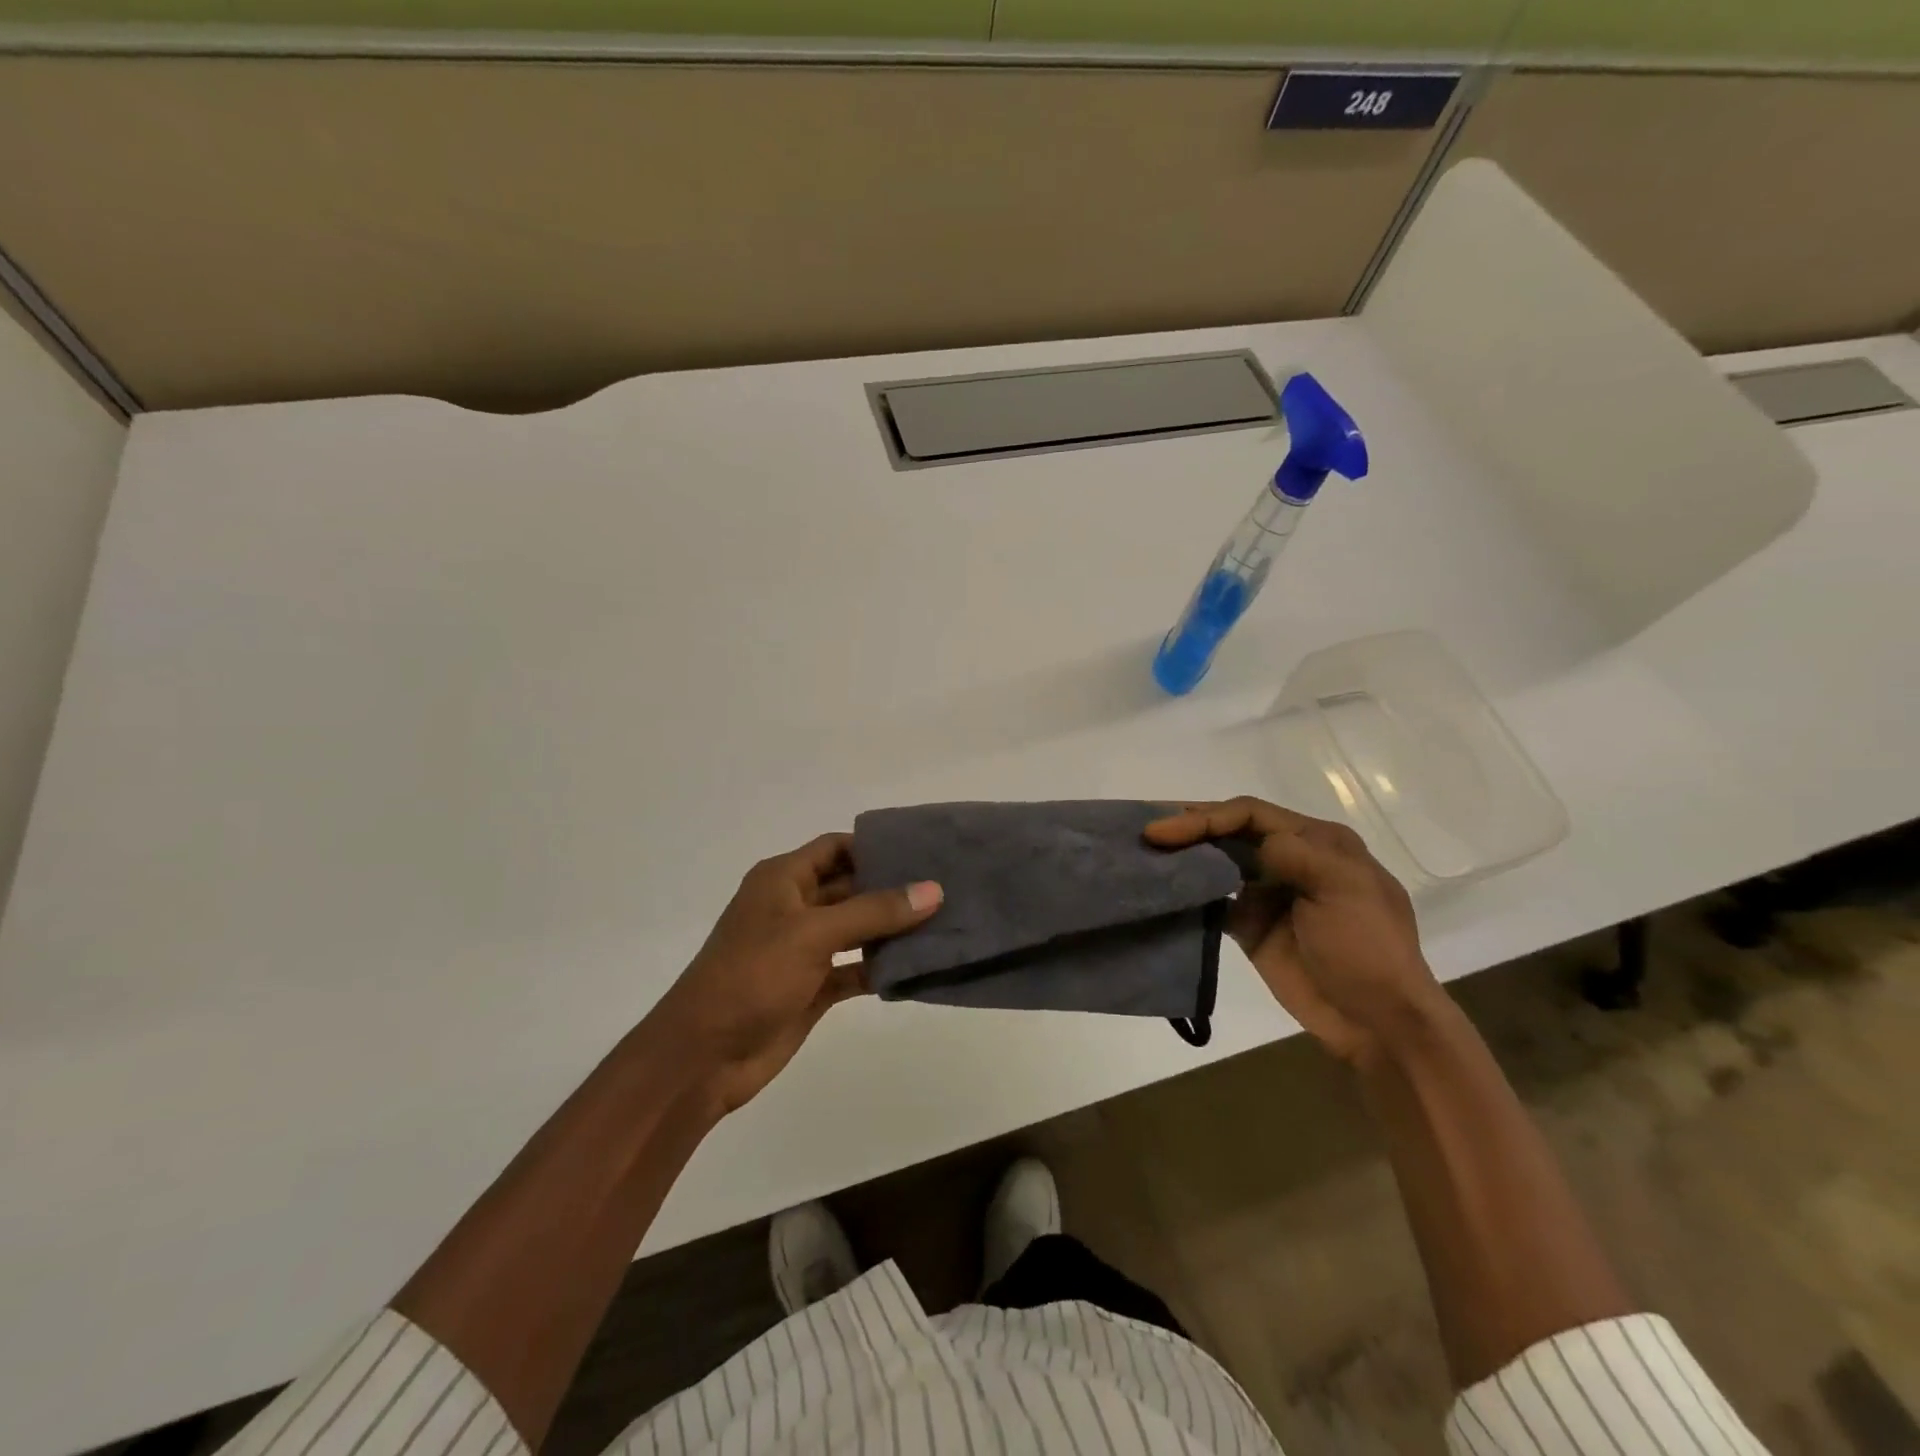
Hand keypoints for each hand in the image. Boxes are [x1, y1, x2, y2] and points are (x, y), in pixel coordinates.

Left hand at [650, 834, 941, 1114]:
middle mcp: (794, 907)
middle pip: (852, 887)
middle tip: (947, 886)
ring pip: (857, 930)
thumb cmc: (752, 975)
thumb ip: (874, 911)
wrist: (702, 1057)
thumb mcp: (813, 933)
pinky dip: (881, 968)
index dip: (876, 846)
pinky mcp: (813, 987)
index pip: (836, 847)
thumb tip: (933, 889)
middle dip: (893, 888)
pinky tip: (918, 967)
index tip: (924, 849)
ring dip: (892, 930)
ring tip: (944, 922)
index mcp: (783, 879)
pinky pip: (855, 969)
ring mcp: (804, 949)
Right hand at [1145, 797, 1438, 1066]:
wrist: (1378, 1023)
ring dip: (1183, 856)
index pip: (1250, 813)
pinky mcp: (1250, 927)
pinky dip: (1188, 893)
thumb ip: (1294, 854)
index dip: (1205, 816)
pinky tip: (1162, 890)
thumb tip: (1249, 845)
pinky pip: (1212, 900)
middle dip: (1188, 827)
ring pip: (1217, 862)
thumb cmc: (1368, 948)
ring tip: (1143, 854)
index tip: (1164, 830)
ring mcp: (1268, 893)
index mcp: (1316, 842)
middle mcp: (1289, 859)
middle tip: (1144, 831)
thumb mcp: (1343, 888)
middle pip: (1229, 832)